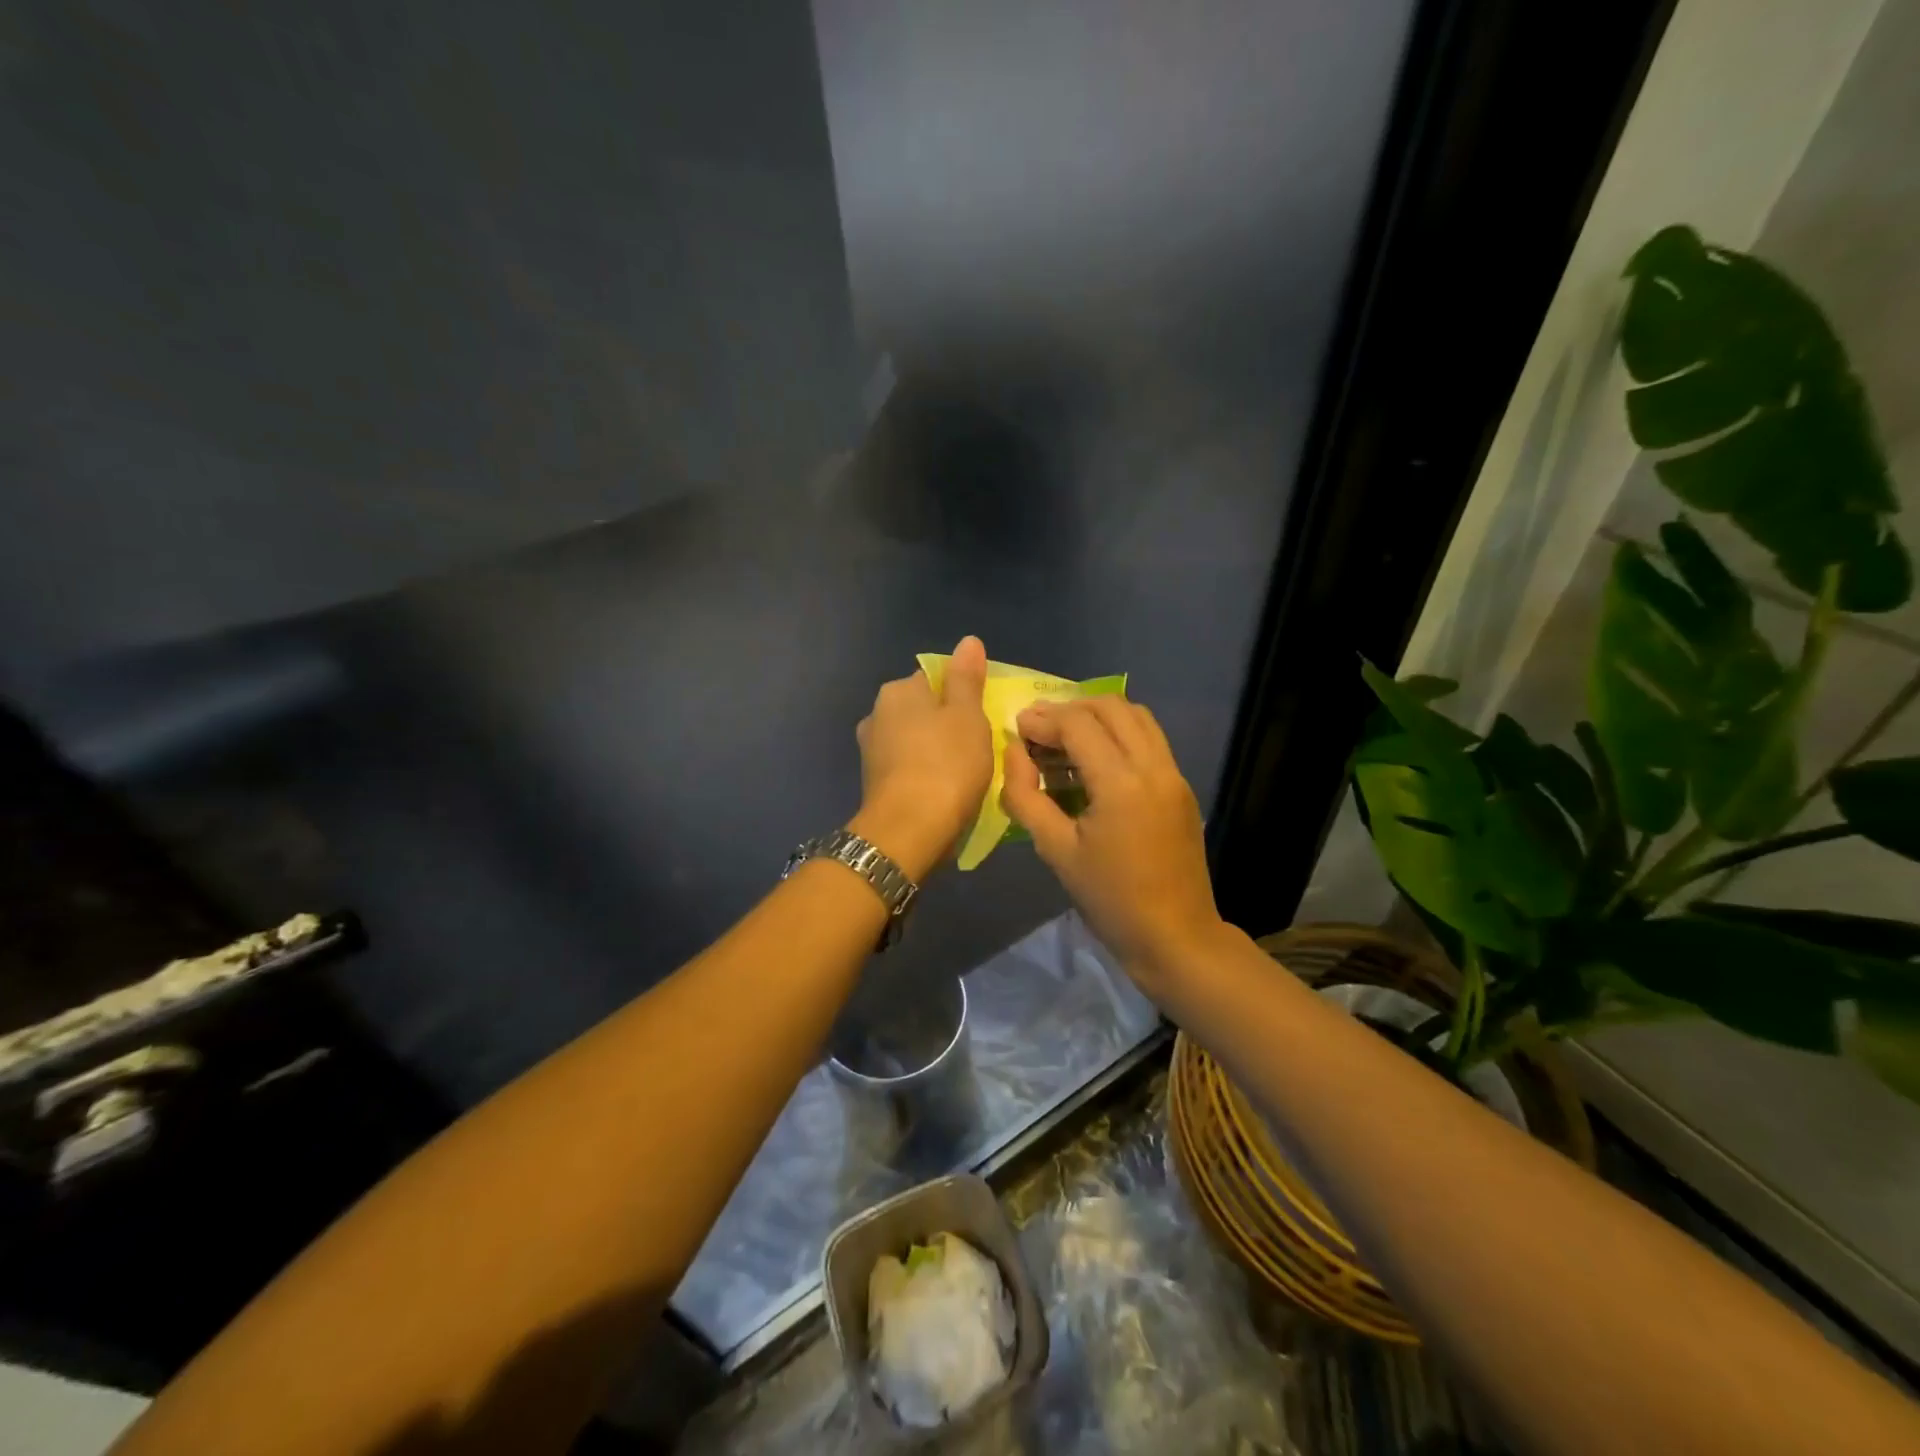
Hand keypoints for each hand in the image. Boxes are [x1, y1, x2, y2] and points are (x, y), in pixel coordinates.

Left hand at [849, 636, 992, 880]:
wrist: (909, 830)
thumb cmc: (946, 764)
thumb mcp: (967, 715)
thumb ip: (966, 678)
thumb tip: (968, 641)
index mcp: (898, 690)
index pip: (935, 678)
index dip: (963, 694)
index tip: (983, 716)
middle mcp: (877, 714)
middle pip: (923, 710)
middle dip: (947, 723)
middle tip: (979, 745)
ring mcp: (871, 751)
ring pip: (915, 740)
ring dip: (935, 750)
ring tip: (965, 771)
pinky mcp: (874, 783)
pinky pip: (908, 767)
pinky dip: (925, 773)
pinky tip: (943, 790)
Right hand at [1001, 697, 1225, 992]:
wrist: (1175, 936)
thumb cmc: (1110, 899)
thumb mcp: (1056, 851)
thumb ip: (1026, 797)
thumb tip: (1014, 753)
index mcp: (1121, 783)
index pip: (1078, 724)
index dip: (1044, 719)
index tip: (1018, 726)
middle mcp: (1153, 767)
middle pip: (1111, 707)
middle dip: (1070, 708)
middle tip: (1040, 728)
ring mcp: (1174, 774)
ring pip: (1137, 717)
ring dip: (1099, 716)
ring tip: (1066, 736)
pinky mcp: (1182, 787)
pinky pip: (1150, 740)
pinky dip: (1120, 733)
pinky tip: (1096, 759)